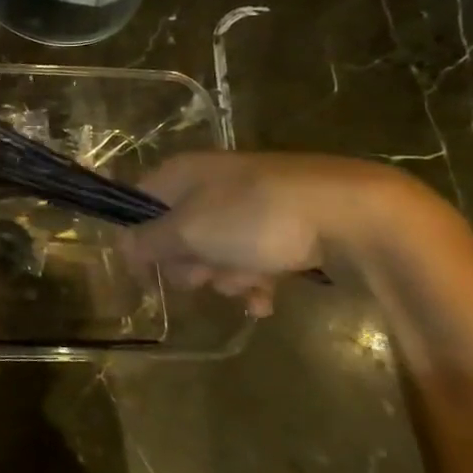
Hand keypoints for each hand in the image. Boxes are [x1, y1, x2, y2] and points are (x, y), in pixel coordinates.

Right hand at [123, 152, 411, 317]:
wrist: (350, 213)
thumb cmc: (253, 218)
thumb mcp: (188, 231)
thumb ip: (148, 241)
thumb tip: (122, 247)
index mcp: (181, 174)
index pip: (139, 205)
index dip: (137, 240)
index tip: (147, 274)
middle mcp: (210, 184)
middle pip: (178, 233)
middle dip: (190, 264)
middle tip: (206, 275)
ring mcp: (249, 204)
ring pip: (217, 251)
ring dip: (226, 276)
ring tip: (249, 283)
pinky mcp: (283, 224)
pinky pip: (253, 257)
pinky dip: (256, 279)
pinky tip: (267, 298)